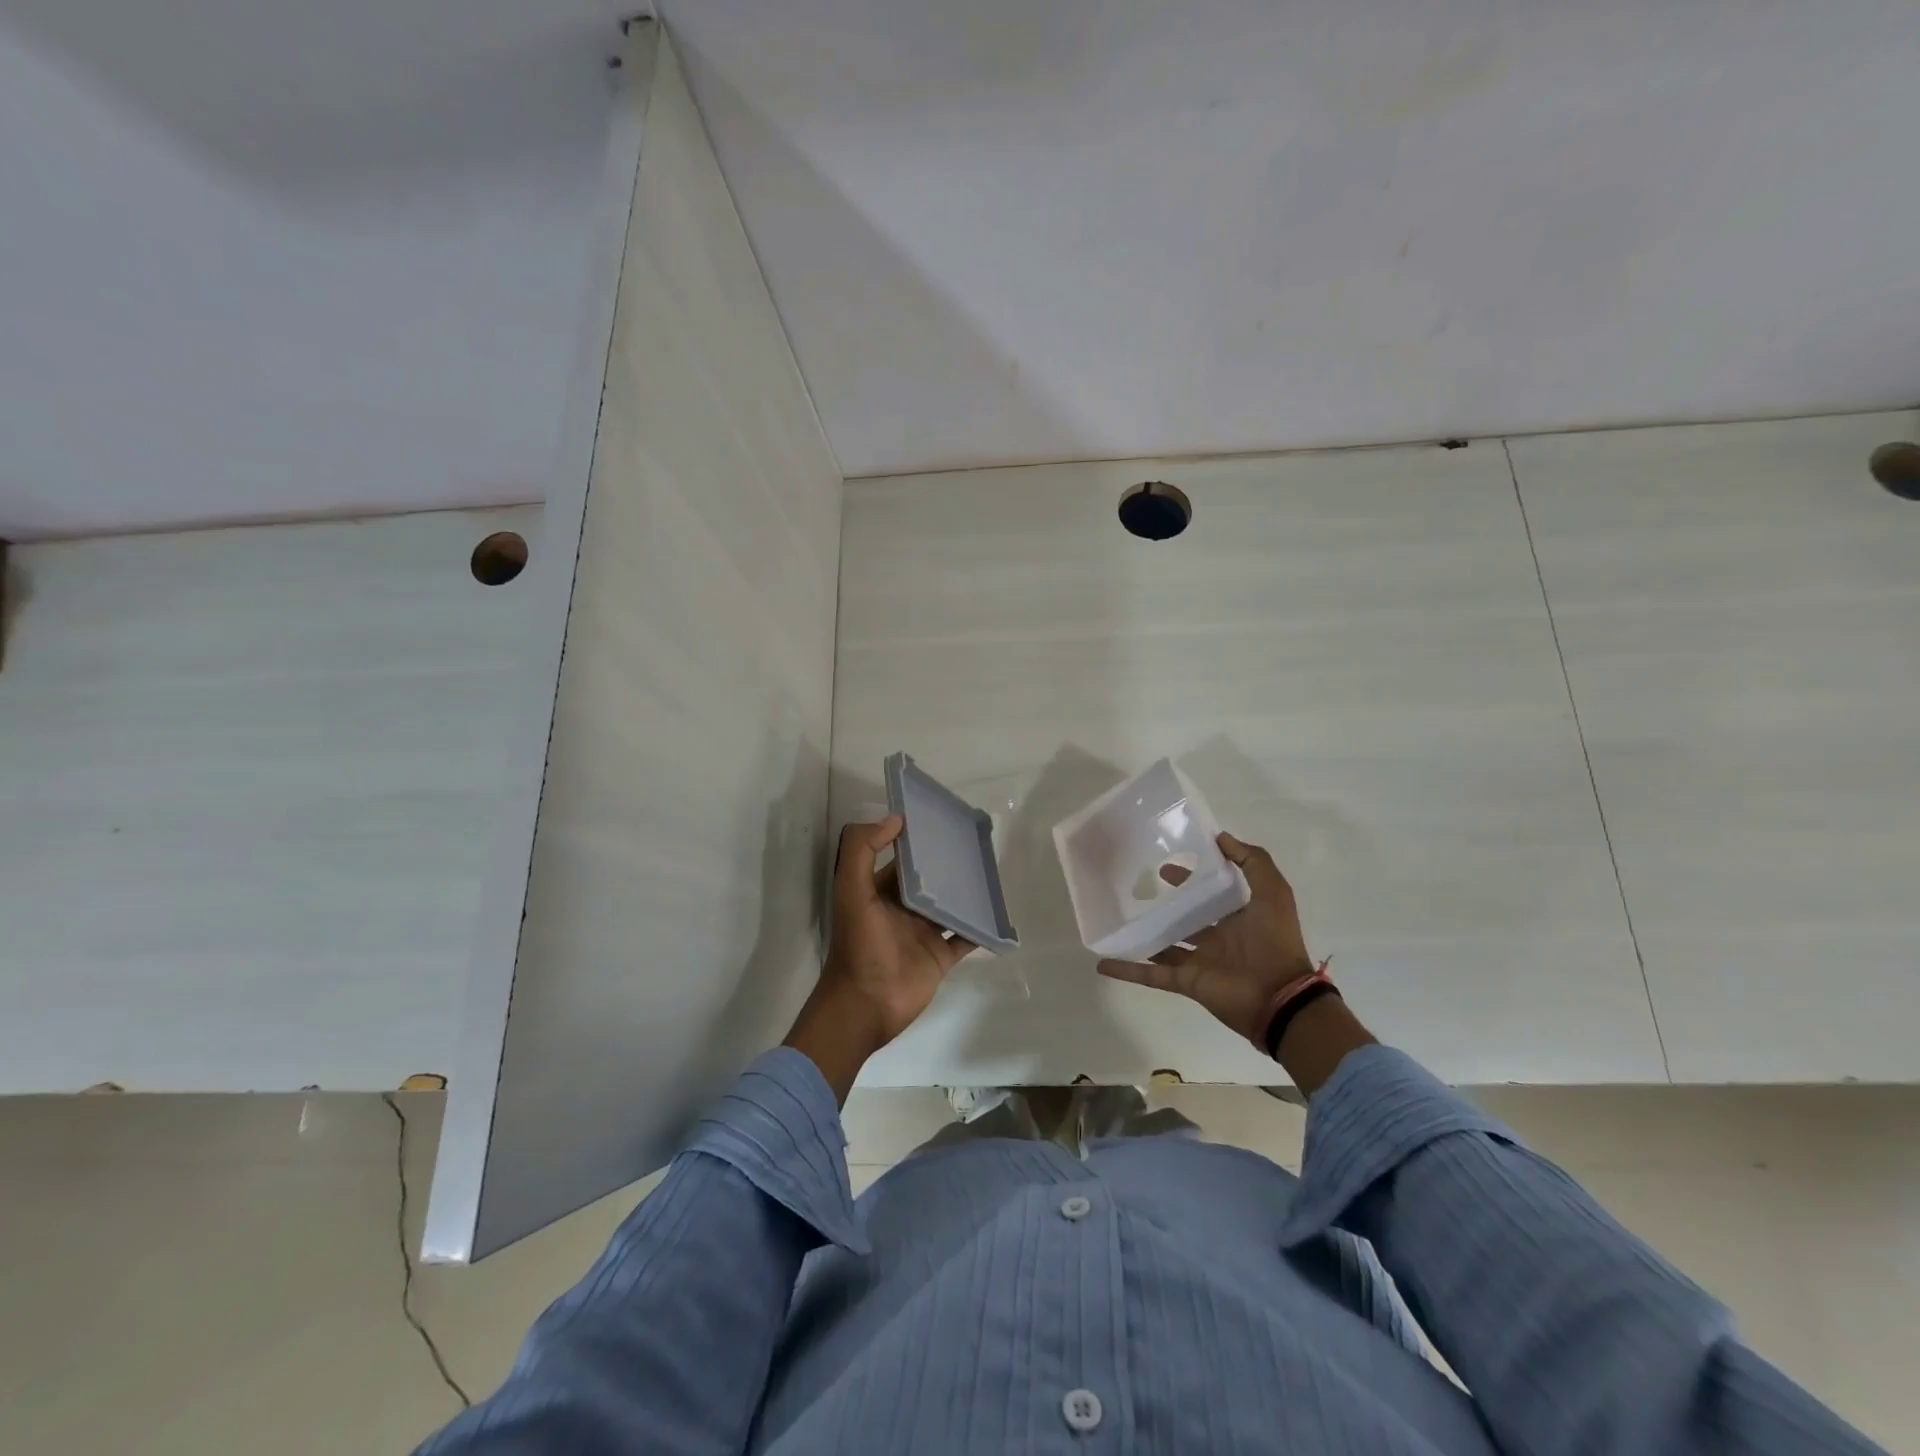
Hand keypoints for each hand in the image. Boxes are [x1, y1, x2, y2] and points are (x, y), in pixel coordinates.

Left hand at [785, 816, 974, 1100]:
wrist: (866, 1005)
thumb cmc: (858, 945)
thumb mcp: (851, 891)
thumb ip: (862, 851)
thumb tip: (895, 819)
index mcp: (881, 891)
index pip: (903, 859)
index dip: (919, 841)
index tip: (944, 821)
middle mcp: (904, 909)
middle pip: (931, 880)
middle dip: (949, 864)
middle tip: (977, 843)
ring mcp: (924, 933)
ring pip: (951, 906)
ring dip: (968, 892)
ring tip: (992, 869)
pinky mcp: (941, 957)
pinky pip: (966, 936)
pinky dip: (981, 926)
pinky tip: (998, 910)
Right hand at [1096, 831, 1318, 1043]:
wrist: (1281, 999)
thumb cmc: (1276, 942)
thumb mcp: (1273, 892)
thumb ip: (1253, 862)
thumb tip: (1221, 838)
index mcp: (1236, 918)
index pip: (1208, 893)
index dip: (1190, 878)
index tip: (1167, 863)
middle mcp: (1216, 938)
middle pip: (1184, 917)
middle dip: (1165, 903)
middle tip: (1139, 885)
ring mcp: (1198, 961)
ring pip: (1163, 945)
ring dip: (1143, 935)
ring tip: (1115, 919)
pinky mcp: (1186, 981)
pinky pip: (1151, 975)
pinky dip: (1128, 971)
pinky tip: (1103, 963)